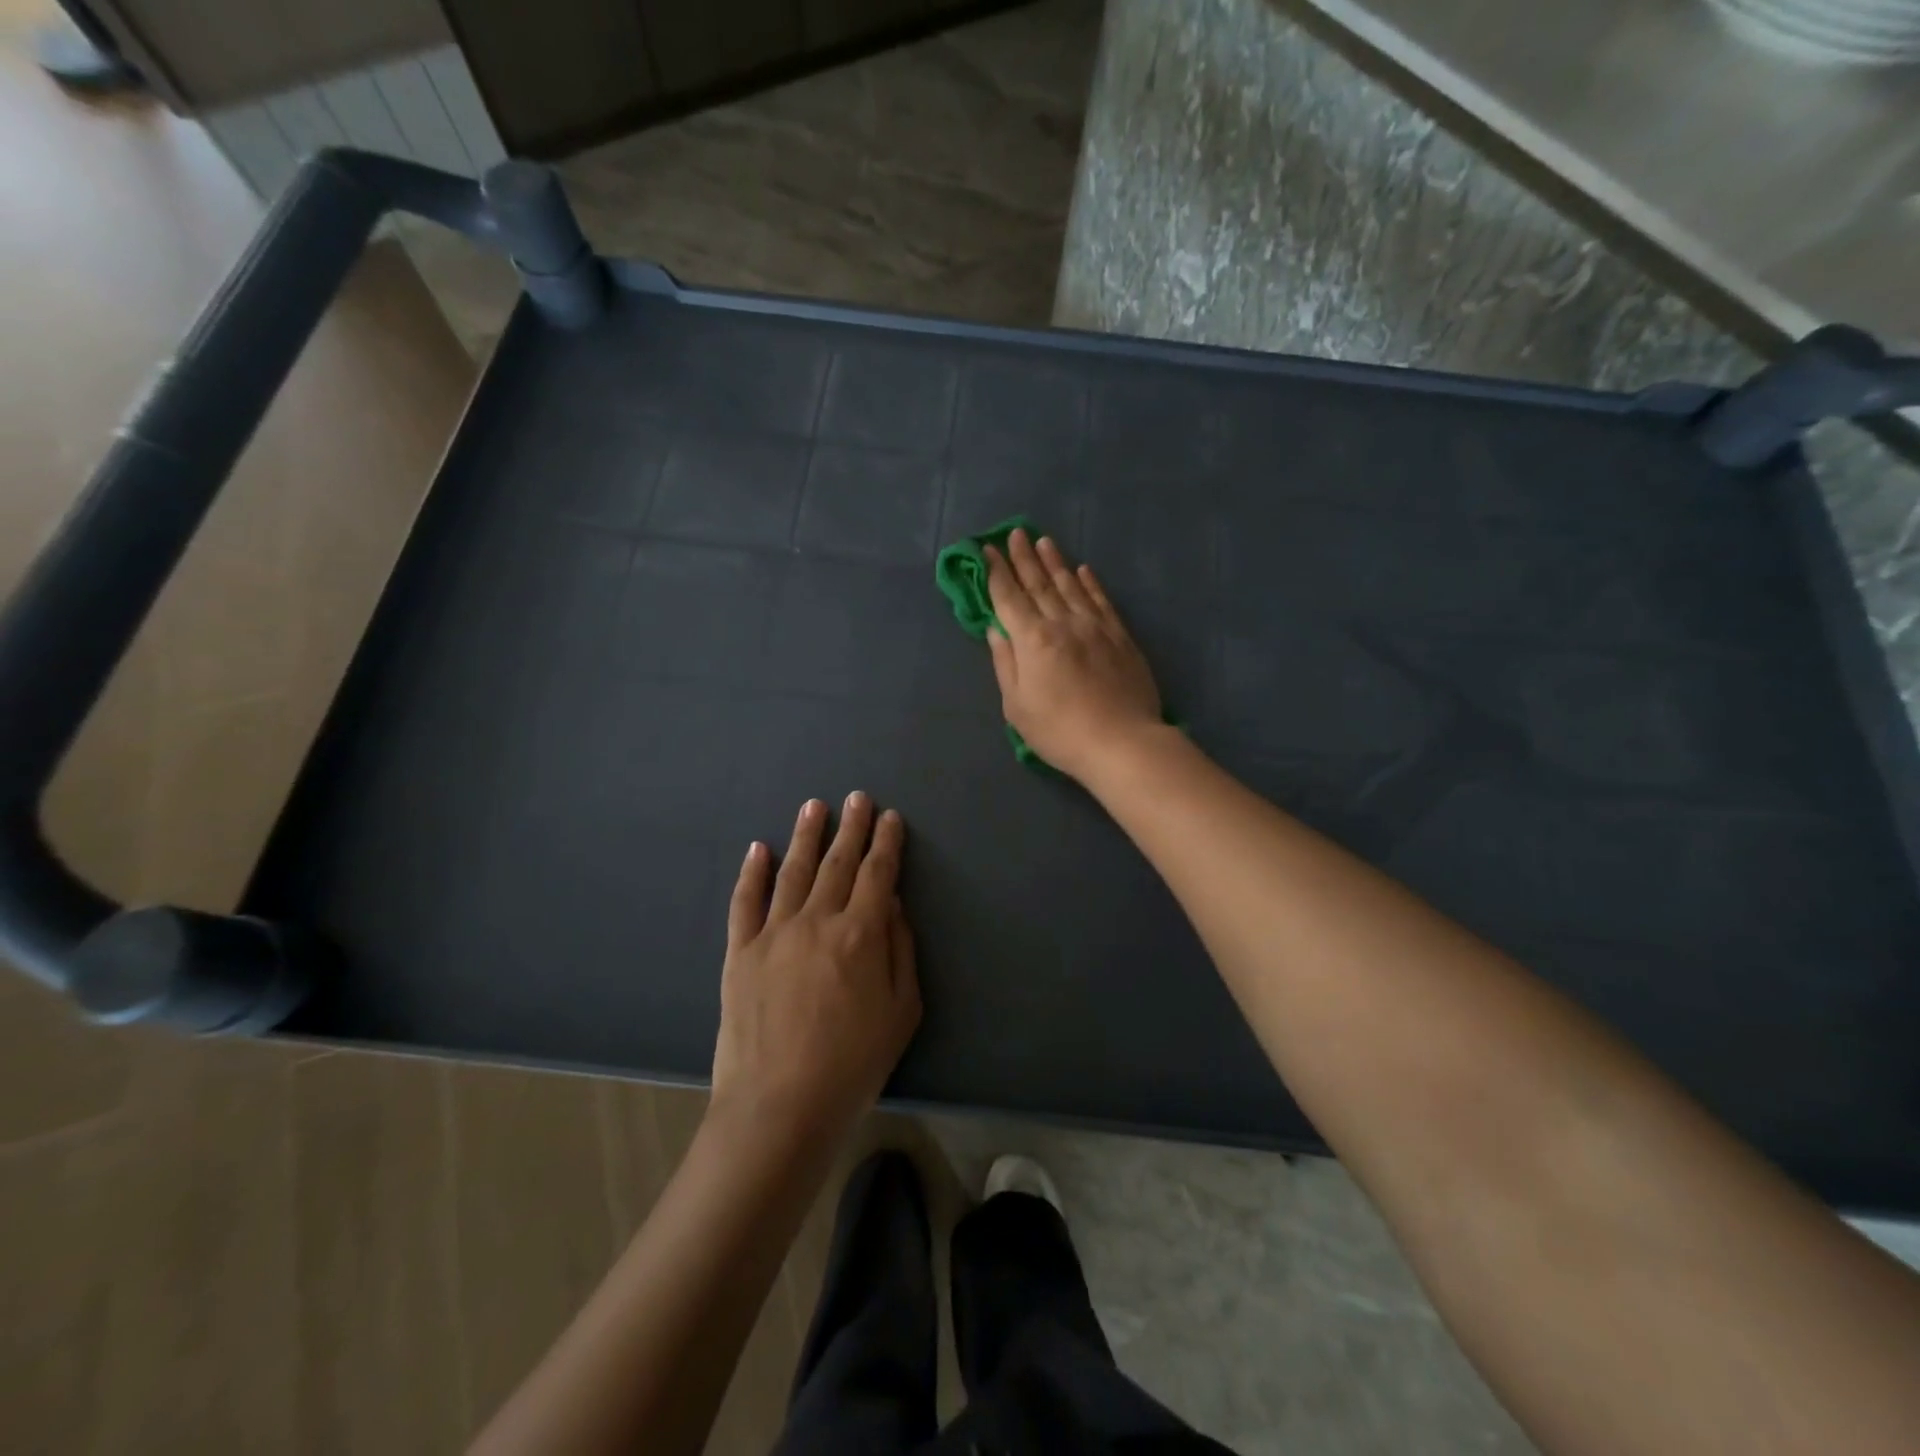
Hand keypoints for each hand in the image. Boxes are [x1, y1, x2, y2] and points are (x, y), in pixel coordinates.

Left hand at [711, 793, 920, 1151]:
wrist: (779, 1106)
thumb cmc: (853, 1064)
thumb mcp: (901, 1011)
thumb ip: (899, 949)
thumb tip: (890, 901)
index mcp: (861, 933)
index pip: (877, 873)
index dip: (886, 842)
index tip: (890, 817)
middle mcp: (817, 920)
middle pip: (838, 862)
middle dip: (851, 827)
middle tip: (857, 797)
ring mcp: (773, 933)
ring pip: (793, 871)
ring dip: (806, 836)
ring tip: (814, 806)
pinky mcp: (740, 952)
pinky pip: (746, 902)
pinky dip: (753, 872)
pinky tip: (760, 848)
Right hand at [985, 528, 1163, 782]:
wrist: (1121, 742)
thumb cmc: (1059, 731)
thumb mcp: (1017, 706)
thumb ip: (1005, 664)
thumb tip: (996, 630)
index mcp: (1032, 640)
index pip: (1008, 598)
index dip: (996, 573)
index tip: (986, 550)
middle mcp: (1062, 623)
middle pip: (1038, 584)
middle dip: (1023, 558)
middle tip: (1014, 533)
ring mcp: (1094, 626)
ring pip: (1070, 585)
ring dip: (1055, 562)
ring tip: (1043, 540)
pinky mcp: (1119, 636)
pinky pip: (1101, 600)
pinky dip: (1090, 583)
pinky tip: (1083, 570)